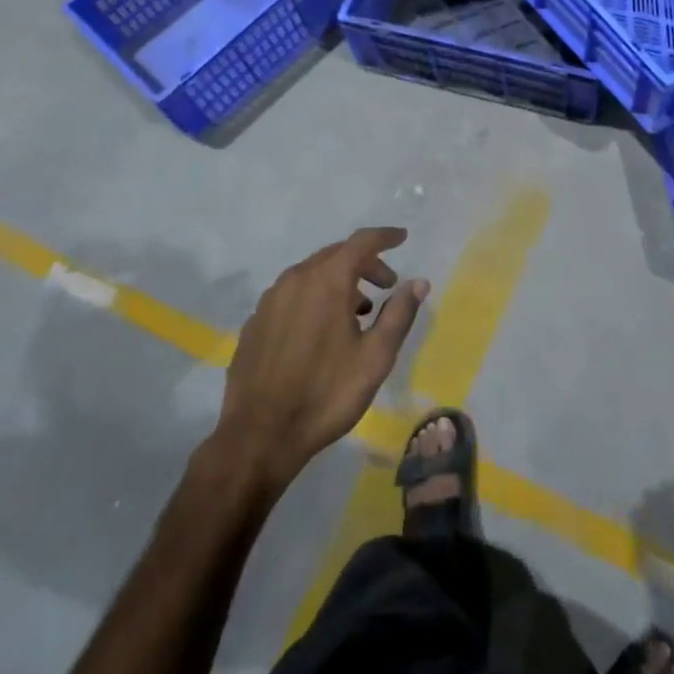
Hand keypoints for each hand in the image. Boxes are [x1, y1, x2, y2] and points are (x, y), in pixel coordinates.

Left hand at [214, 227, 427, 492]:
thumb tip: (418, 282)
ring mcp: (270, 300)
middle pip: (335, 255)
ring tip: (358, 311)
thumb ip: (399, 314)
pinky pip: (291, 295)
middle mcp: (295, 280)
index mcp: (326, 281)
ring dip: (339, 281)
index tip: (403, 238)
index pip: (361, 242)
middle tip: (387, 284)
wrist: (260, 436)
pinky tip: (321, 330)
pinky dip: (314, 298)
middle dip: (364, 263)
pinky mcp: (255, 322)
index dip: (385, 237)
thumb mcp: (375, 357)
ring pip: (311, 275)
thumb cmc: (326, 394)